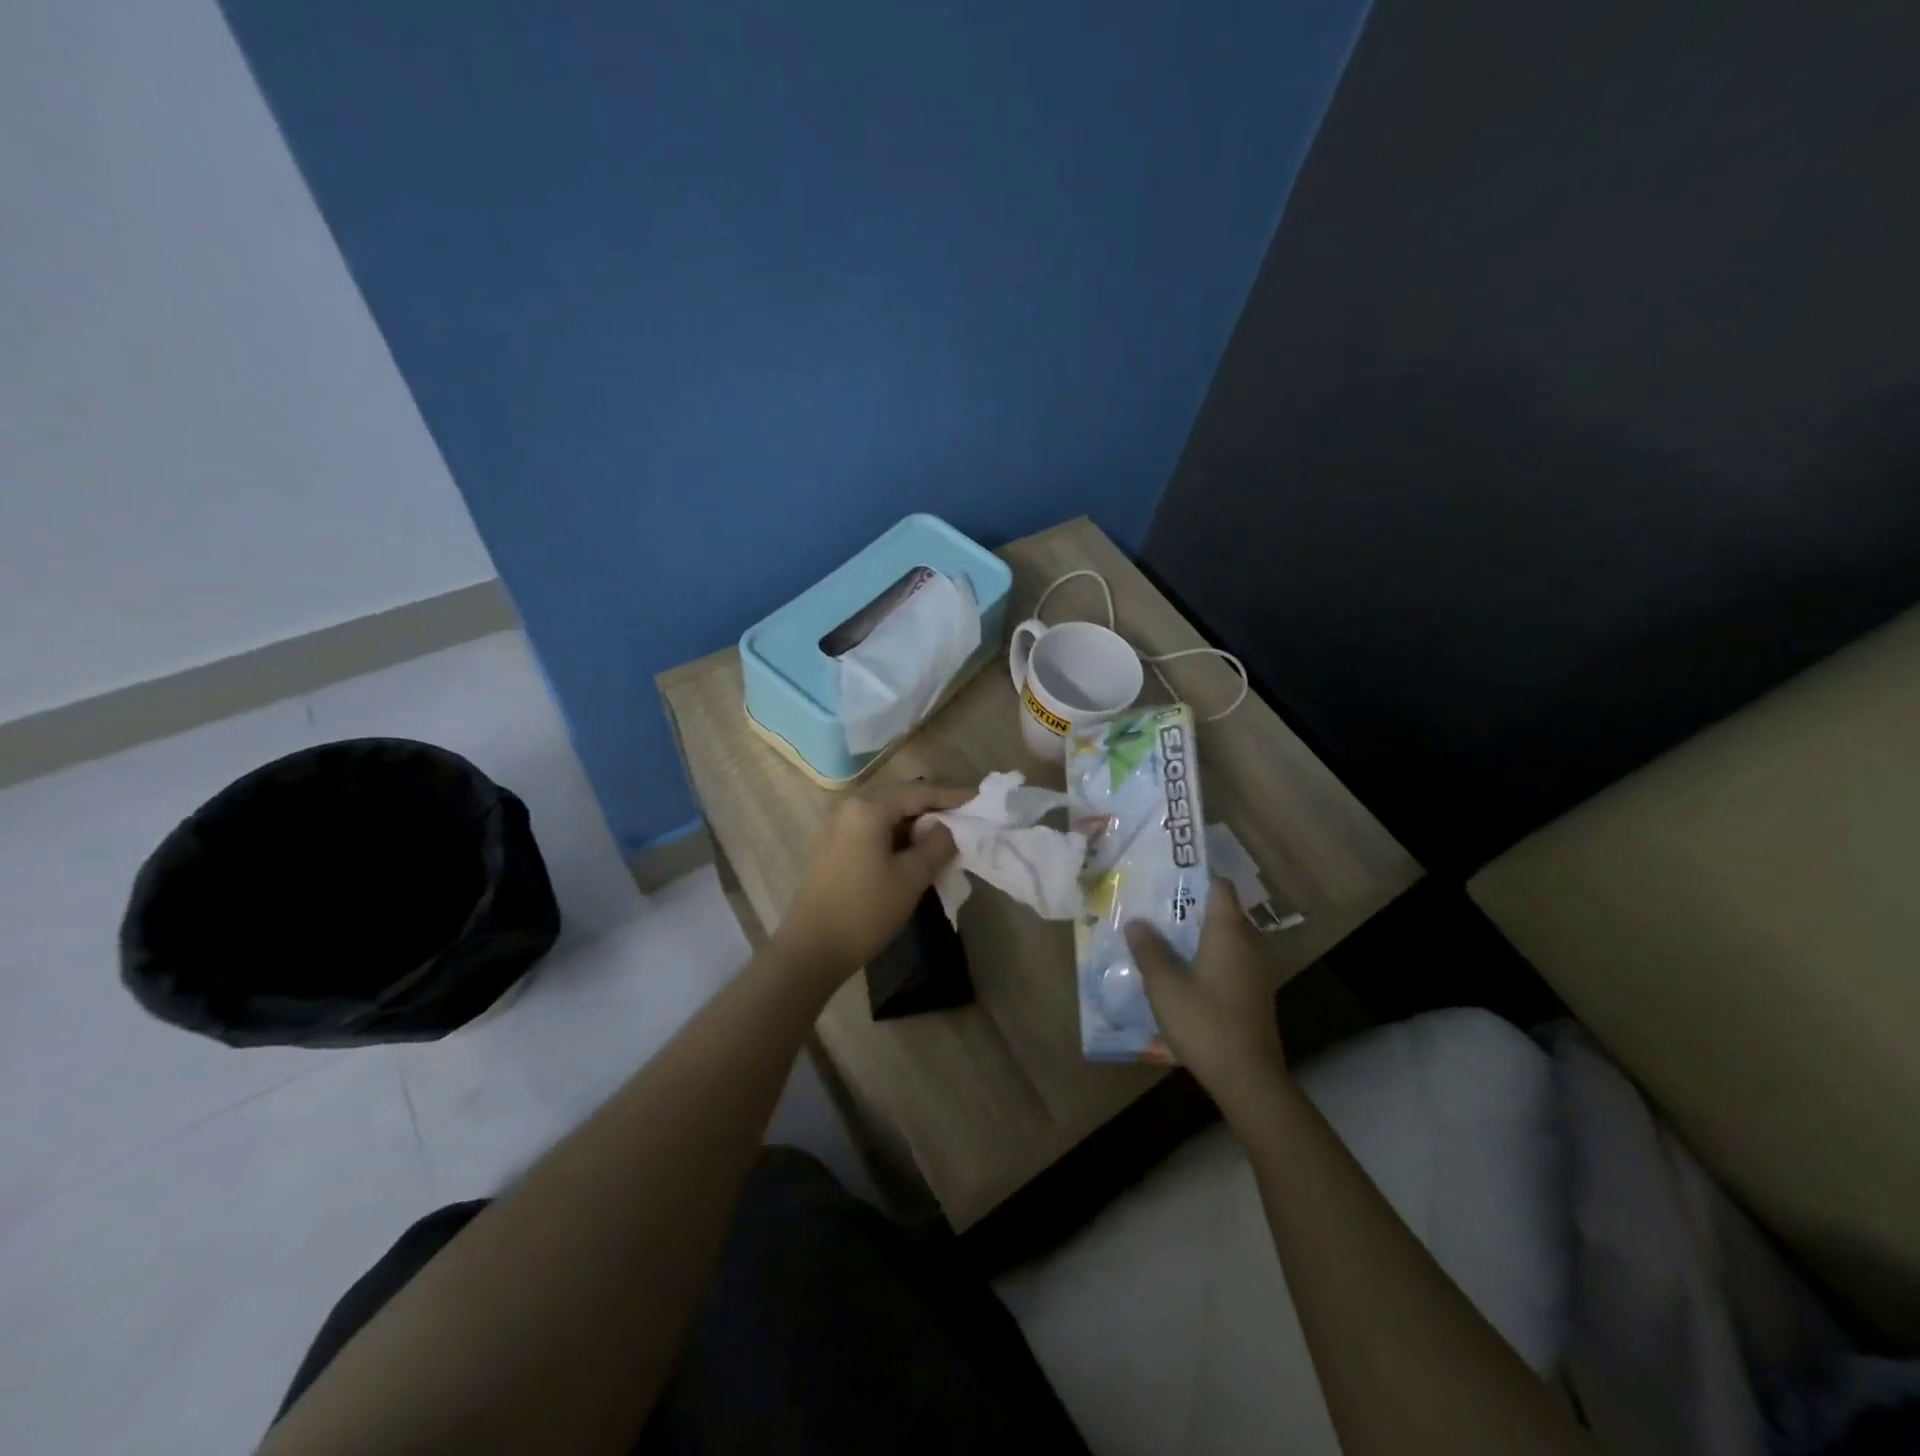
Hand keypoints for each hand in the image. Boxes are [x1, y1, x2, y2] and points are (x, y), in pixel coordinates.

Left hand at [774, 781, 969, 987]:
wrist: (811, 950)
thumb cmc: (865, 910)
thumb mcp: (911, 878)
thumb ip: (936, 845)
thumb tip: (947, 827)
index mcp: (869, 808)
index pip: (919, 792)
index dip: (952, 796)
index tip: (980, 801)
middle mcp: (850, 808)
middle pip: (902, 799)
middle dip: (935, 809)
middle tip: (966, 820)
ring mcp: (838, 828)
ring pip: (888, 816)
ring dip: (916, 825)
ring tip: (947, 838)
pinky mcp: (834, 848)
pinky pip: (874, 831)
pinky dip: (898, 837)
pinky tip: (916, 853)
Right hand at [1125, 881, 1287, 1115]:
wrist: (1248, 1079)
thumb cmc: (1204, 1022)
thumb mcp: (1164, 985)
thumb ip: (1149, 949)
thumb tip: (1137, 922)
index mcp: (1229, 932)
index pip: (1219, 887)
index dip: (1195, 876)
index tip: (1167, 874)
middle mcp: (1248, 944)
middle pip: (1222, 911)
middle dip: (1191, 905)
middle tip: (1156, 905)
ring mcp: (1256, 971)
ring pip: (1226, 938)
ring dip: (1199, 934)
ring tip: (1163, 936)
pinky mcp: (1254, 994)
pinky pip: (1230, 960)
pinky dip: (1208, 956)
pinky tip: (1183, 971)